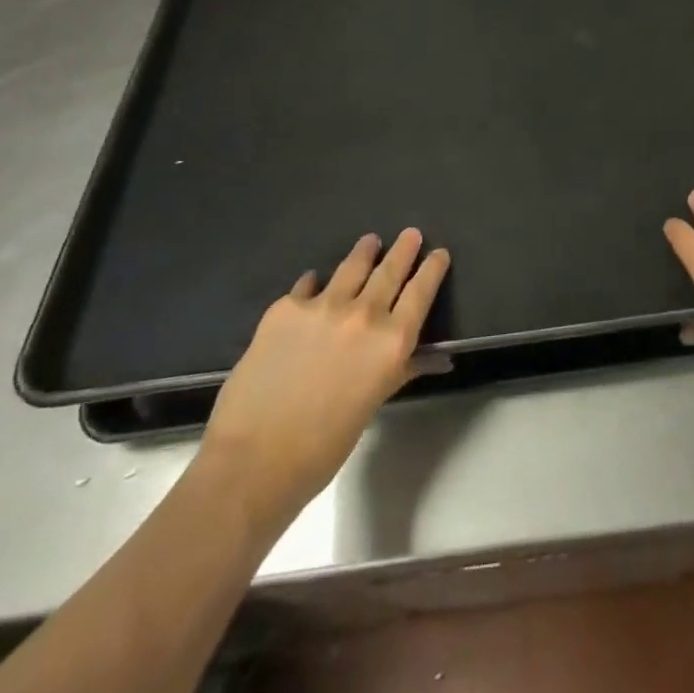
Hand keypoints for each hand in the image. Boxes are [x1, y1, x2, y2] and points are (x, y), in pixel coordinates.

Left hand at [198, 229, 448, 537]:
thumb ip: (400, 369)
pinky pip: (307, 285)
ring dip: (364, 252)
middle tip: (410, 233)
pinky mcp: (285, 308)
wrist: (254, 459)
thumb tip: (434, 359)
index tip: (439, 253)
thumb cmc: (323, 446)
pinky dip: (316, 282)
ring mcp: (323, 306)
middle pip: (390, 271)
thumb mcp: (373, 403)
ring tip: (369, 242)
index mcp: (392, 342)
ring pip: (351, 267)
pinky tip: (314, 281)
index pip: (421, 292)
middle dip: (403, 250)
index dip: (432, 269)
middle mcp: (364, 314)